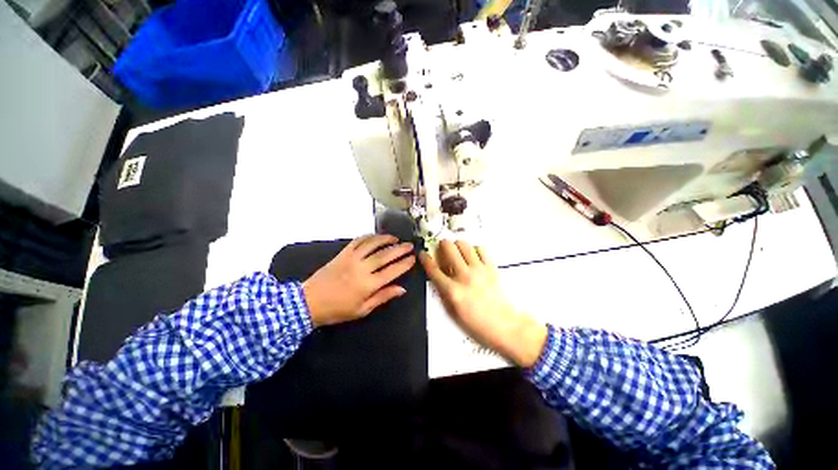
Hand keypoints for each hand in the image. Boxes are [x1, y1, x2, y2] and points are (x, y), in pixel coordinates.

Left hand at [303, 235, 415, 326]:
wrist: (309, 302)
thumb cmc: (338, 310)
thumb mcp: (362, 310)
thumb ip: (383, 297)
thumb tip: (402, 289)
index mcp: (368, 285)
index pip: (392, 271)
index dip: (404, 264)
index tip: (413, 259)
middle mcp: (362, 269)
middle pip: (385, 255)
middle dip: (400, 249)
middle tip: (409, 245)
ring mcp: (351, 259)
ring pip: (372, 244)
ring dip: (386, 239)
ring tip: (395, 238)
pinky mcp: (342, 253)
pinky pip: (358, 241)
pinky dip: (369, 237)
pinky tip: (376, 237)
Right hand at [420, 240, 547, 367]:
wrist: (503, 324)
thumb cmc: (475, 322)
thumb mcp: (452, 311)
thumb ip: (443, 290)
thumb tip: (438, 274)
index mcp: (452, 290)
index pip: (433, 269)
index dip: (425, 258)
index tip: (422, 253)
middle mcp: (464, 276)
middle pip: (449, 248)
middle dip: (443, 244)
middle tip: (443, 248)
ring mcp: (479, 270)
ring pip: (464, 244)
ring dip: (458, 245)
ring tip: (458, 250)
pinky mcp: (491, 267)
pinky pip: (481, 249)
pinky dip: (474, 249)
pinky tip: (473, 256)